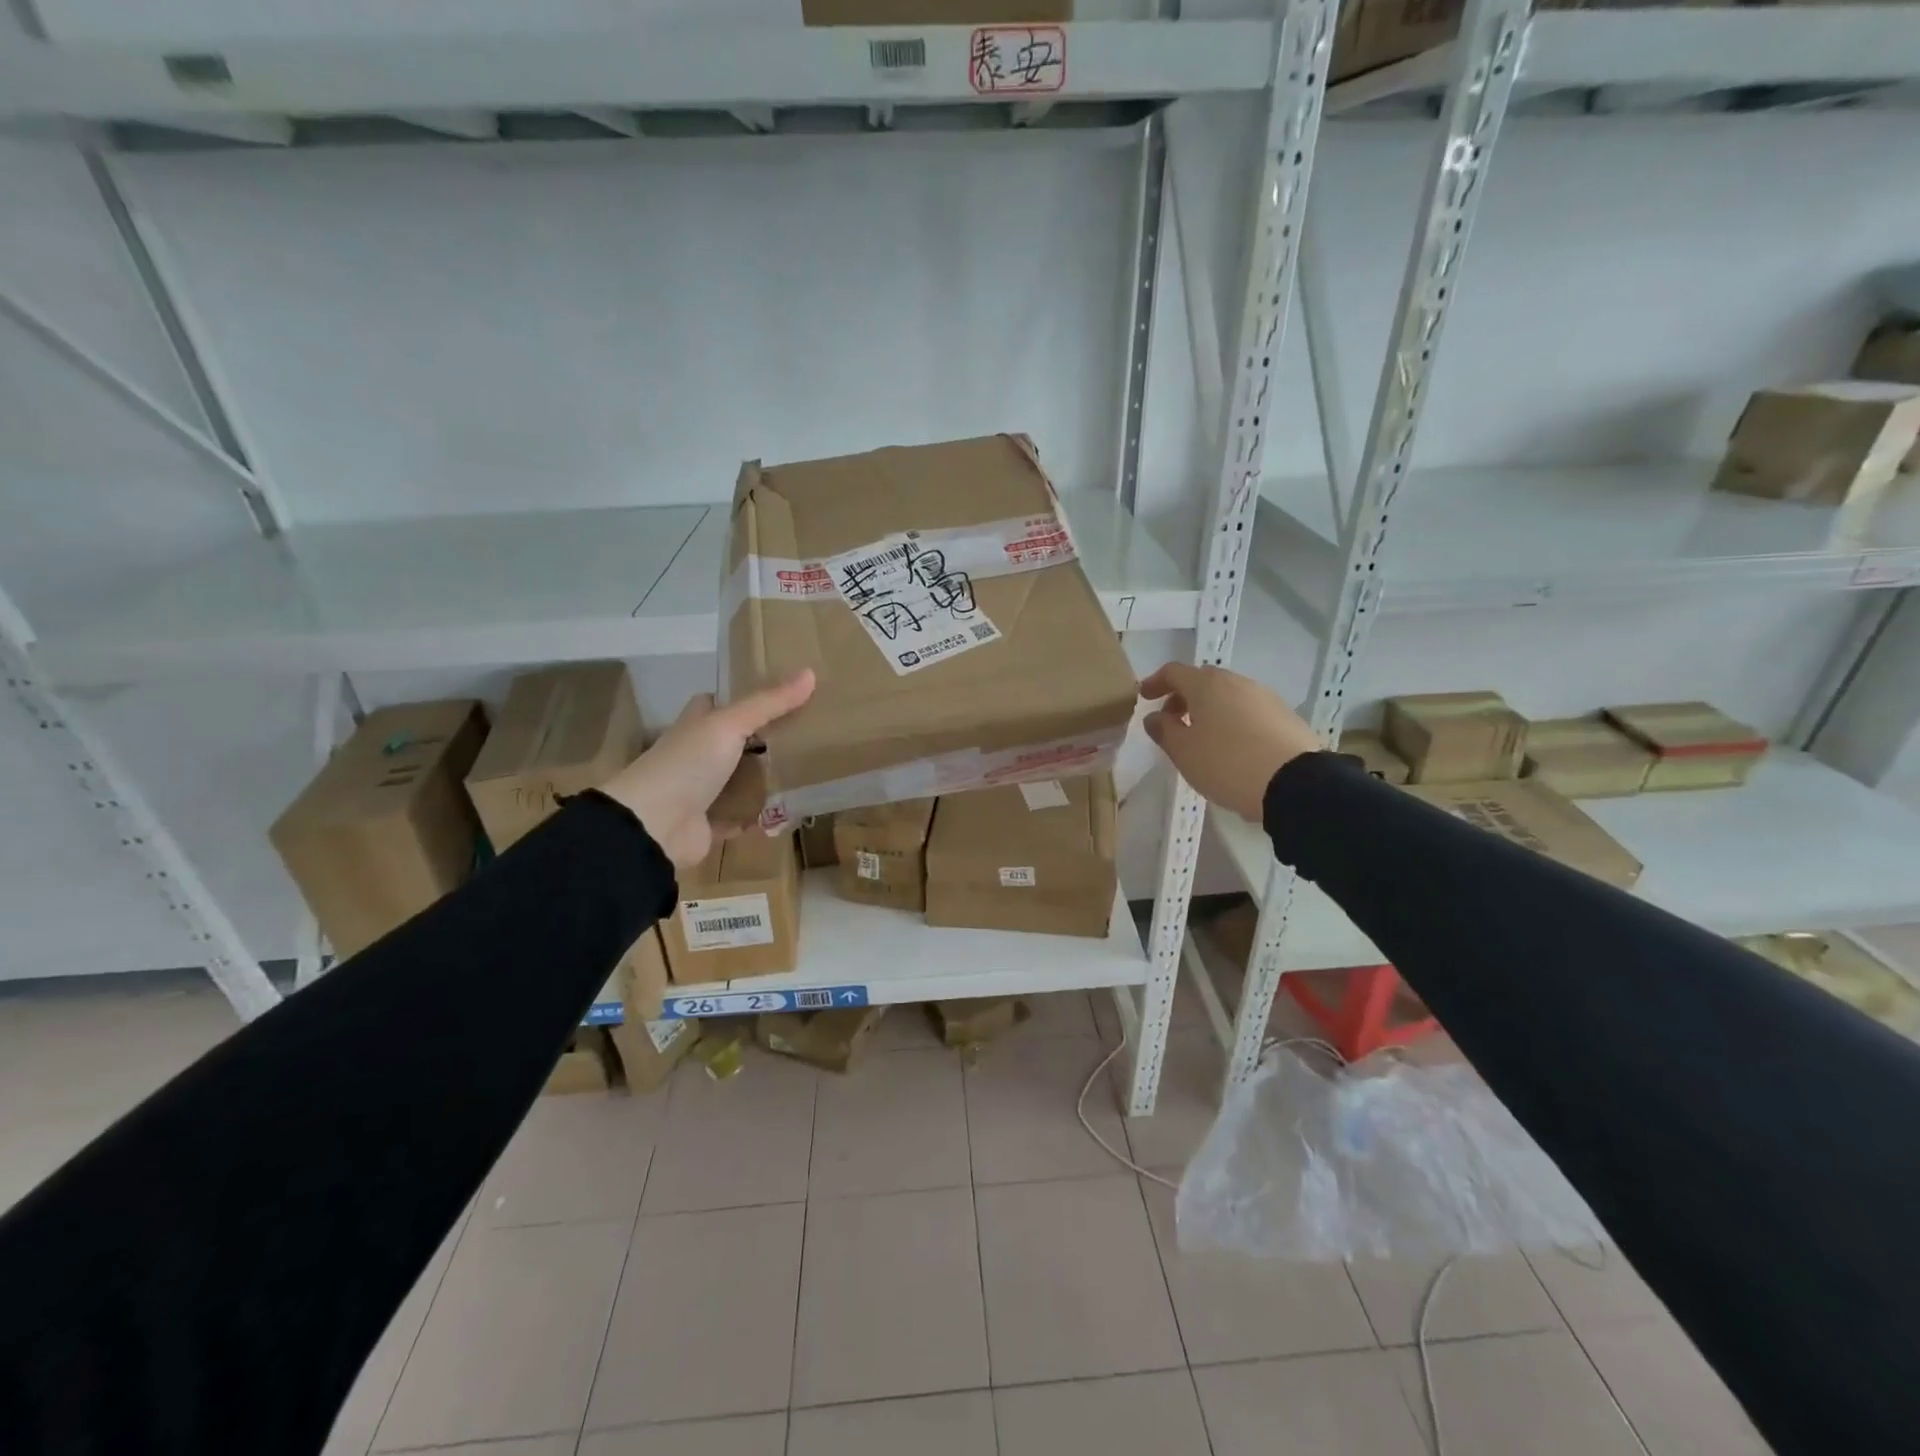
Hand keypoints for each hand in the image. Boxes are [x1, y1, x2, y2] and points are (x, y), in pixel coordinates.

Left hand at [600, 671, 815, 867]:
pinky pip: (743, 817)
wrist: (653, 826)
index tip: (781, 696)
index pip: (717, 703)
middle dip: (766, 741)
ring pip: (741, 781)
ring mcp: (703, 791)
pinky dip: (762, 817)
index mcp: (697, 725)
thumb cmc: (688, 764)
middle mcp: (697, 755)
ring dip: (768, 781)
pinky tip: (791, 812)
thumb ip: (769, 703)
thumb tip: (810, 672)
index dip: (743, 698)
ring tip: (809, 772)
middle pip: (736, 742)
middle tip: (809, 736)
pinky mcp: (710, 824)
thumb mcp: (729, 725)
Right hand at [1139, 663, 1319, 821]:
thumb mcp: (1183, 752)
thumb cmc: (1226, 763)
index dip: (1155, 682)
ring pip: (1227, 696)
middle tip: (1171, 720)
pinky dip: (1232, 721)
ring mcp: (1264, 697)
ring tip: (1201, 738)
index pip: (1174, 672)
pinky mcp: (1285, 716)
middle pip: (1202, 681)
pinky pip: (1248, 711)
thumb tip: (1155, 717)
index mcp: (1207, 685)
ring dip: (1209, 710)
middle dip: (1183, 697)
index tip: (1144, 697)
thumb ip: (1164, 730)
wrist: (1294, 783)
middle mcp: (1236, 682)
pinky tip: (1231, 746)